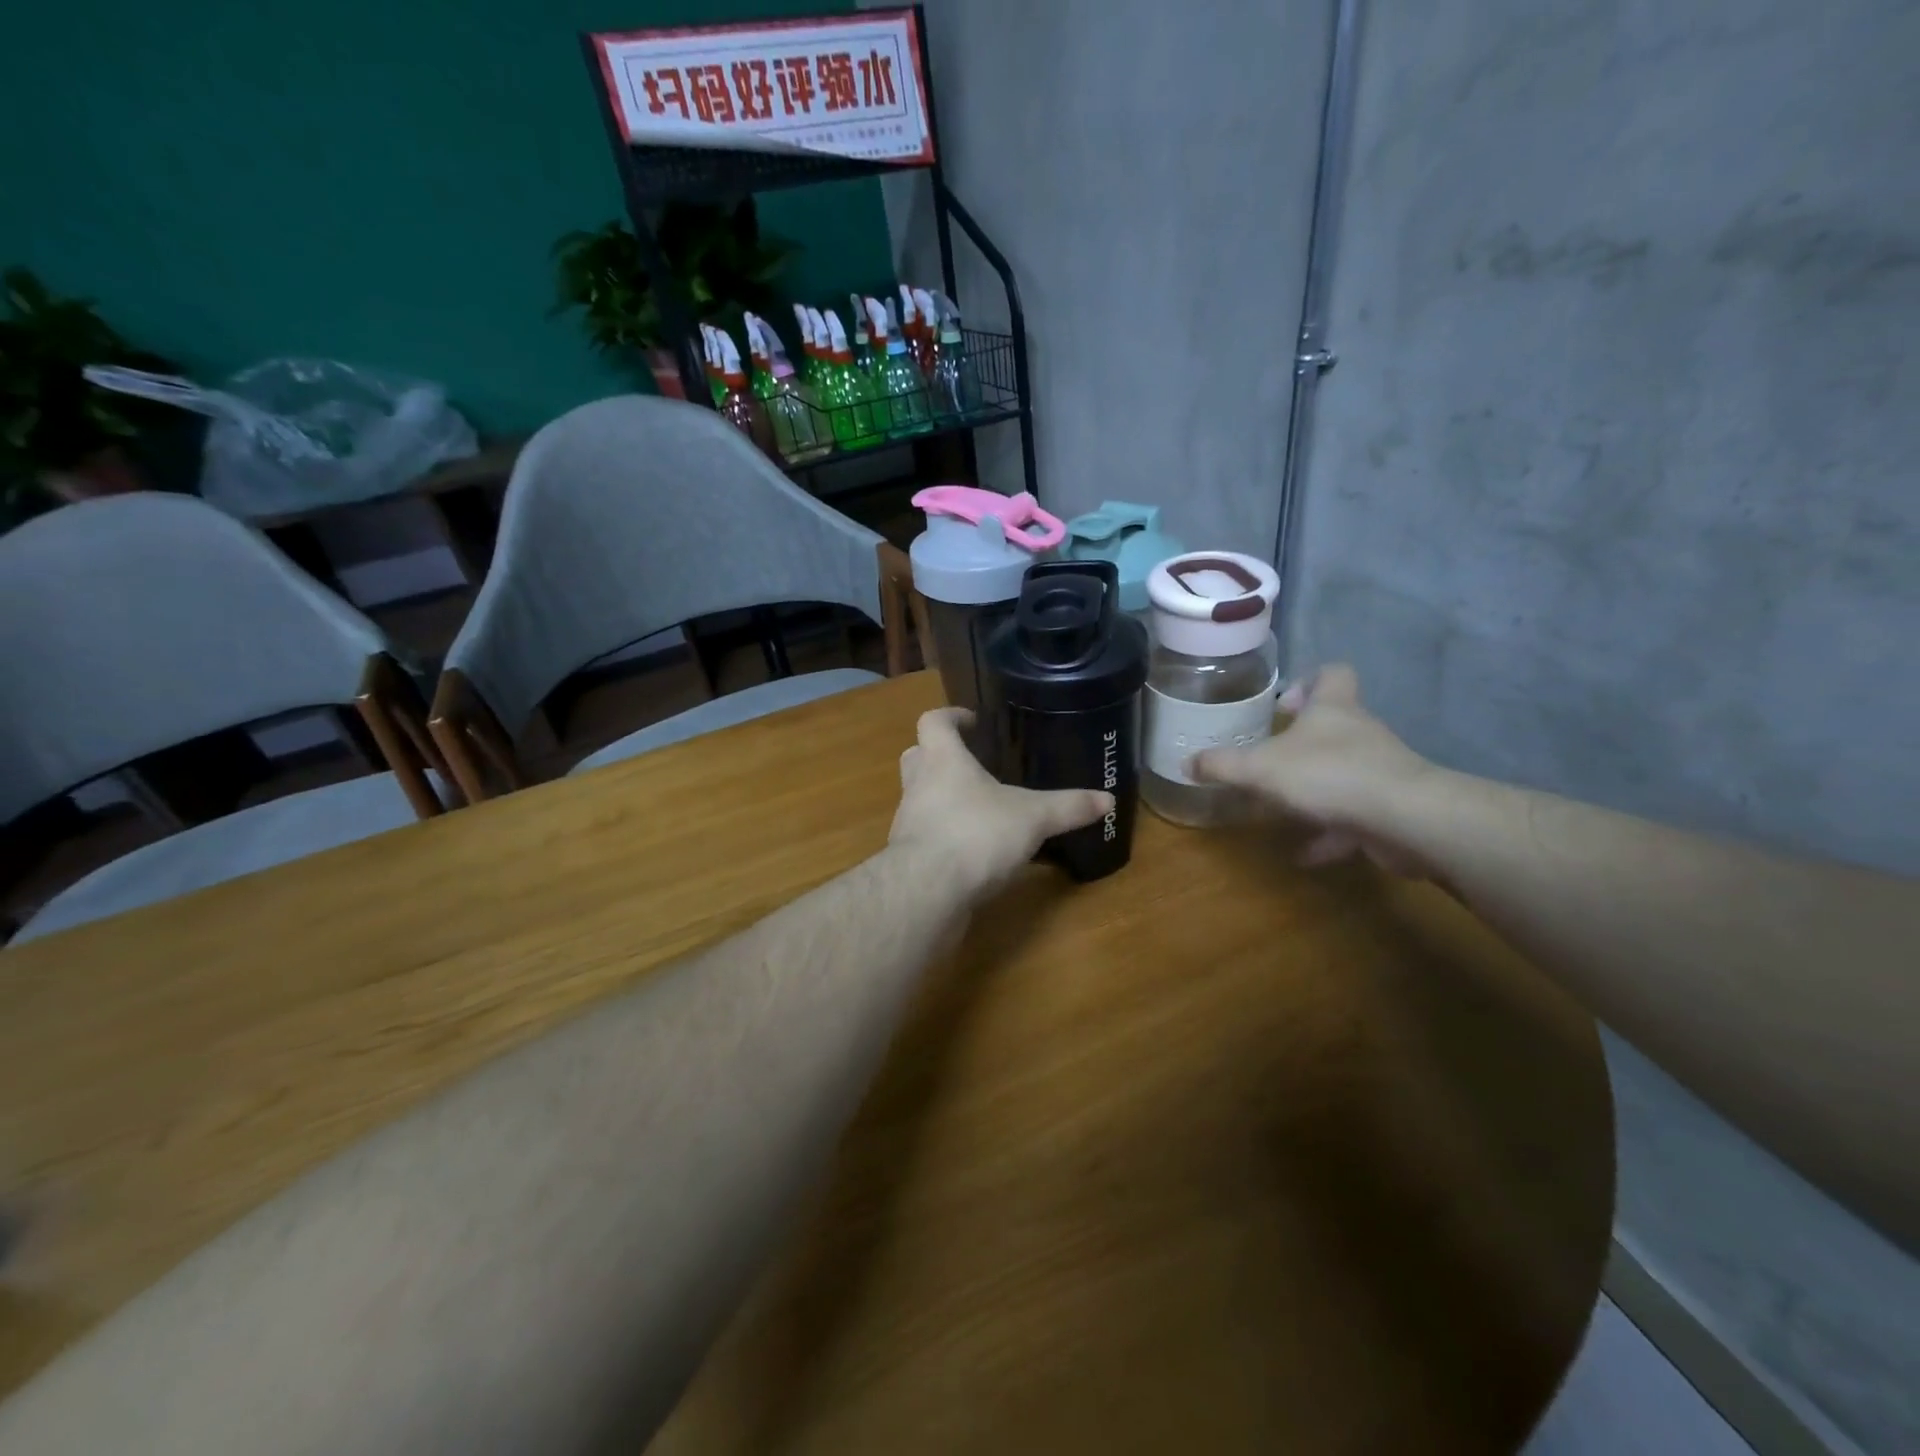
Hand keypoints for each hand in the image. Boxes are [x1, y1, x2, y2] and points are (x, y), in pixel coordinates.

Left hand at [889, 708, 1112, 899]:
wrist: (928, 892)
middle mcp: (918, 785)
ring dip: (942, 799)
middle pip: (917, 756)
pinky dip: (945, 836)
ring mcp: (907, 823)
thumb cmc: (977, 834)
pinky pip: (926, 836)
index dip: (950, 717)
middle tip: (973, 765)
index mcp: (943, 760)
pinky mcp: (908, 858)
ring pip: (920, 798)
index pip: (933, 722)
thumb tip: (1108, 799)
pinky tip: (973, 851)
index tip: (971, 722)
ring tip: (980, 810)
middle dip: (940, 756)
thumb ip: (1068, 807)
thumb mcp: (1033, 818)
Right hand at [1191, 664, 1436, 872]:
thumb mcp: (1261, 768)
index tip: (1283, 705)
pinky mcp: (1390, 808)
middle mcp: (1361, 733)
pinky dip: (1329, 832)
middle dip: (1302, 743)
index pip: (1332, 674)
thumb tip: (1186, 763)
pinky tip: (1303, 853)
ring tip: (1281, 808)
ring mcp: (1380, 771)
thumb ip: (1222, 765)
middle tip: (1269, 761)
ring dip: (1315, 789)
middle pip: (1335, 725)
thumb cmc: (1328, 775)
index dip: (1308, 681)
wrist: (1405, 819)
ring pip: (1344, 772)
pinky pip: (1353, 816)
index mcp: (1333, 709)